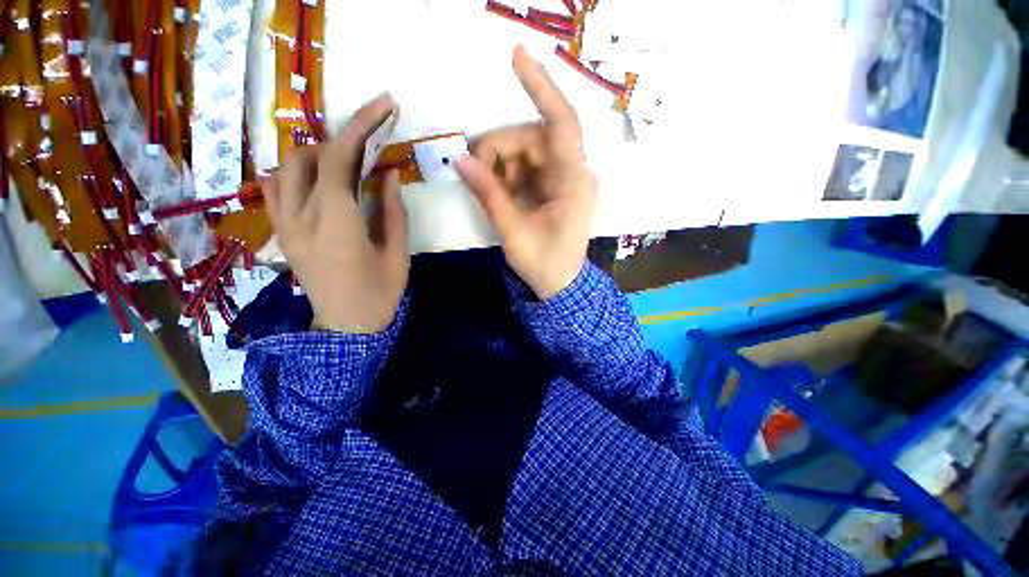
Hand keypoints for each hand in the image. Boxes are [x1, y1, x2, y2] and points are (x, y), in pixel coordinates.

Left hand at [264, 95, 408, 333]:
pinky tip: (317, 179)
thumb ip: (393, 211)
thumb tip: (389, 173)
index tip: (382, 105)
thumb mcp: (397, 254)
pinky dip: (295, 172)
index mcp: (337, 224)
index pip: (339, 159)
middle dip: (343, 136)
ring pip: (286, 167)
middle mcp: (302, 218)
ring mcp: (285, 225)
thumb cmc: (379, 294)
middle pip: (310, 156)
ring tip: (345, 161)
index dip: (360, 125)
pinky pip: (275, 189)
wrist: (346, 328)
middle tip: (371, 140)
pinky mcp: (281, 233)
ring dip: (316, 153)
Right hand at [456, 45, 597, 299]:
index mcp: (573, 183)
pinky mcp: (554, 186)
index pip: (562, 124)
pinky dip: (508, 174)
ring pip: (527, 150)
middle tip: (474, 170)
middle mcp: (574, 173)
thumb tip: (460, 160)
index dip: (541, 88)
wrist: (560, 286)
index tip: (516, 56)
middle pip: (533, 137)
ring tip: (489, 189)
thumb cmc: (543, 264)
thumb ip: (490, 195)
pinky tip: (500, 191)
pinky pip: (527, 166)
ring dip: (501, 163)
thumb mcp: (514, 233)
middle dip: (499, 148)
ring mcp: (564, 179)